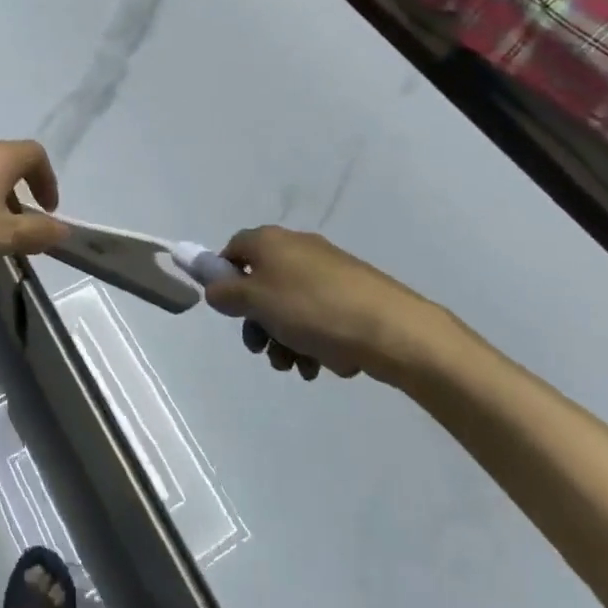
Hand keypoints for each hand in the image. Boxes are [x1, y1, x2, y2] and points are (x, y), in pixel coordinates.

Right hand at [204, 226, 475, 383]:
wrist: (392, 328)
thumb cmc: (312, 310)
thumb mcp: (256, 302)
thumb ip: (226, 293)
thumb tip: (215, 288)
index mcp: (271, 241)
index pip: (233, 249)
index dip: (223, 277)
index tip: (227, 310)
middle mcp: (298, 248)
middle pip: (261, 283)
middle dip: (257, 320)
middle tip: (261, 349)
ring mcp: (328, 270)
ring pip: (290, 305)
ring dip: (284, 337)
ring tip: (295, 366)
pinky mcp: (352, 293)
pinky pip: (318, 315)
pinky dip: (312, 339)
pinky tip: (321, 364)